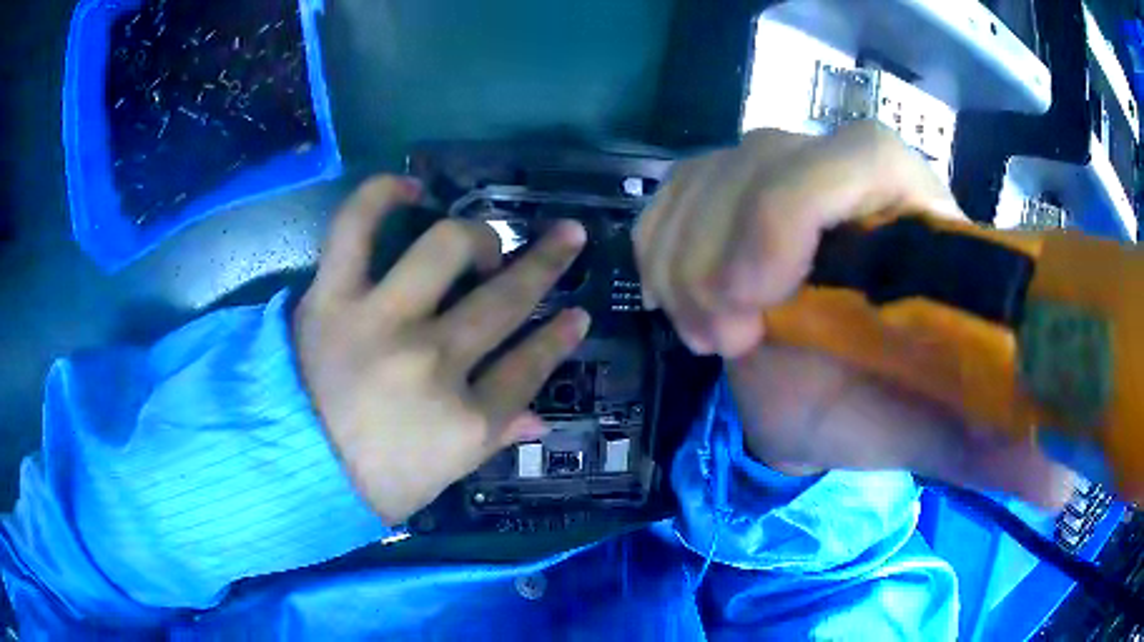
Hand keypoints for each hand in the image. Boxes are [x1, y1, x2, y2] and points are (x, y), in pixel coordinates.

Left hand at [294, 176, 590, 523]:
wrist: (288, 471)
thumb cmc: (371, 483)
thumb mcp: (444, 476)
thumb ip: (494, 439)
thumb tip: (540, 419)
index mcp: (466, 420)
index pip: (530, 366)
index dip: (559, 337)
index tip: (578, 314)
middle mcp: (434, 361)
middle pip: (505, 299)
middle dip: (548, 263)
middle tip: (567, 238)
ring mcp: (382, 321)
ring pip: (448, 249)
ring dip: (481, 235)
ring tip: (485, 241)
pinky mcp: (332, 298)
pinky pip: (355, 228)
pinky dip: (380, 197)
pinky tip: (410, 188)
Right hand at [637, 123, 1072, 505]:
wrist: (823, 396)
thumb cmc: (883, 408)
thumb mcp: (940, 432)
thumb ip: (1000, 446)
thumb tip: (1064, 483)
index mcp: (913, 216)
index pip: (861, 152)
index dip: (797, 207)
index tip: (761, 298)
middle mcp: (844, 176)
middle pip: (762, 157)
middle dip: (723, 251)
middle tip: (727, 340)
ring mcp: (775, 175)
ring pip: (704, 174)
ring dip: (687, 262)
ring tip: (713, 335)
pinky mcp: (723, 193)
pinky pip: (669, 194)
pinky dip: (659, 248)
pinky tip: (684, 302)